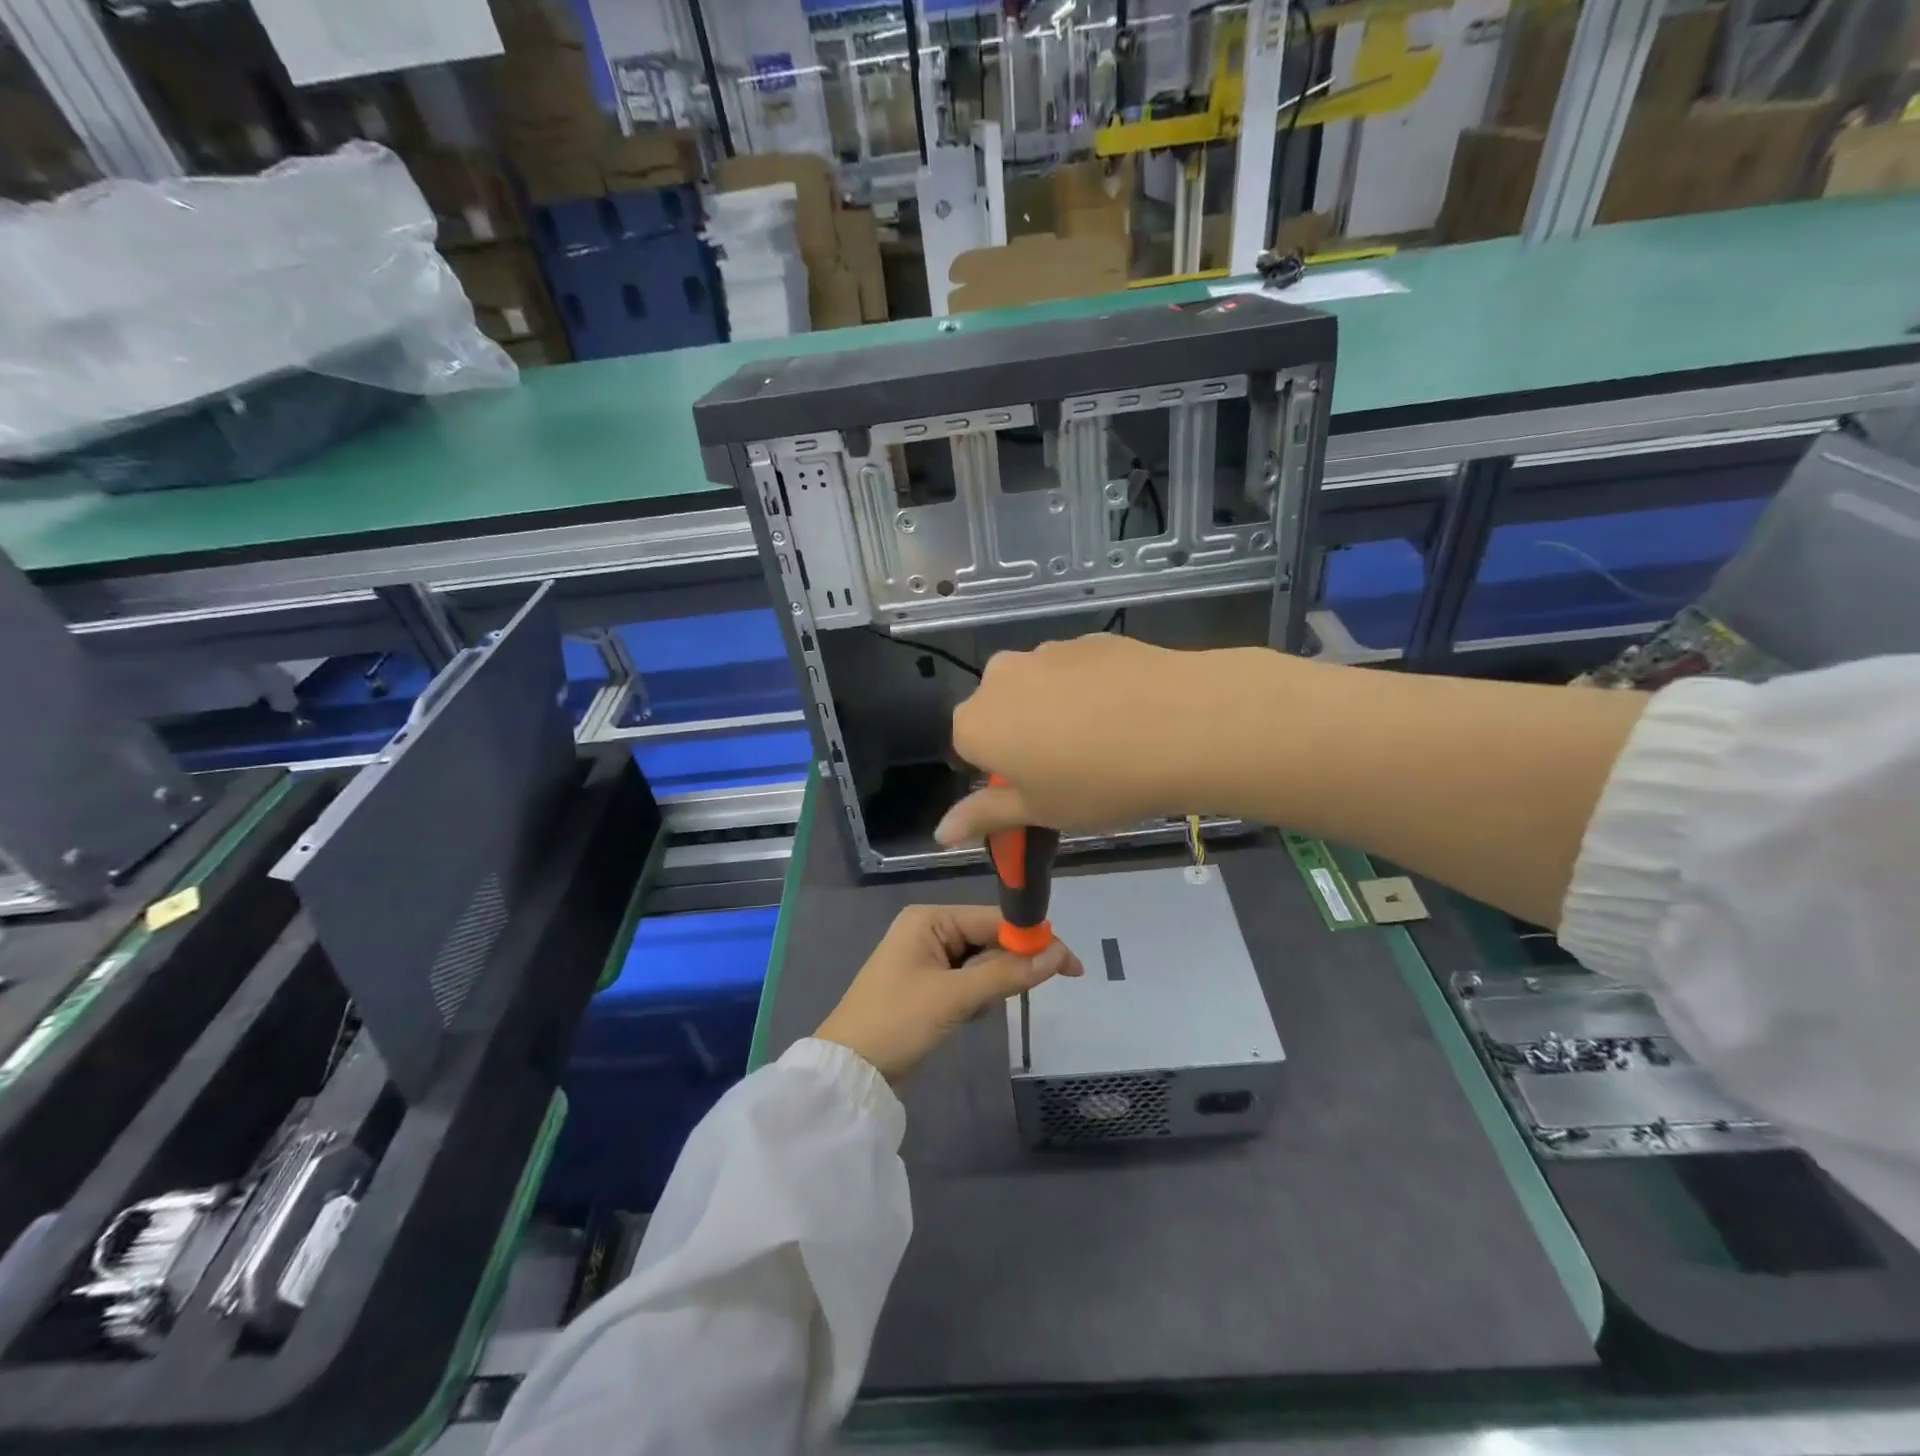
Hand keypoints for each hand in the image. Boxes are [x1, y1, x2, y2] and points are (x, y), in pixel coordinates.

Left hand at [815, 905, 1082, 1081]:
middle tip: (1035, 992)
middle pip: (989, 939)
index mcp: (929, 918)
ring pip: (981, 963)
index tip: (1071, 964)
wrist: (849, 1072)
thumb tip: (1059, 954)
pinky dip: (976, 997)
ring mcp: (926, 958)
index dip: (1033, 939)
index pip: (994, 919)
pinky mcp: (927, 985)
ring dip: (991, 985)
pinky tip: (967, 1016)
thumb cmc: (897, 1022)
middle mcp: (928, 930)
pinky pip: (966, 981)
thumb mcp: (955, 997)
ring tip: (975, 1010)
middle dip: (1010, 965)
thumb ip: (1007, 974)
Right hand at [938, 633, 1239, 847]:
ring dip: (1054, 709)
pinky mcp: (1089, 639)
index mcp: (977, 723)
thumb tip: (940, 832)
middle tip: (1068, 767)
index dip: (999, 772)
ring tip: (1104, 739)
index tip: (1036, 788)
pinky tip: (1127, 712)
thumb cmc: (1100, 783)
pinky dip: (1089, 689)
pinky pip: (1074, 670)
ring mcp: (1046, 651)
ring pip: (1037, 687)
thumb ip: (985, 816)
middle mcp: (999, 677)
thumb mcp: (1040, 811)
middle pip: (999, 711)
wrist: (1185, 724)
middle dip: (1021, 735)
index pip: (967, 748)